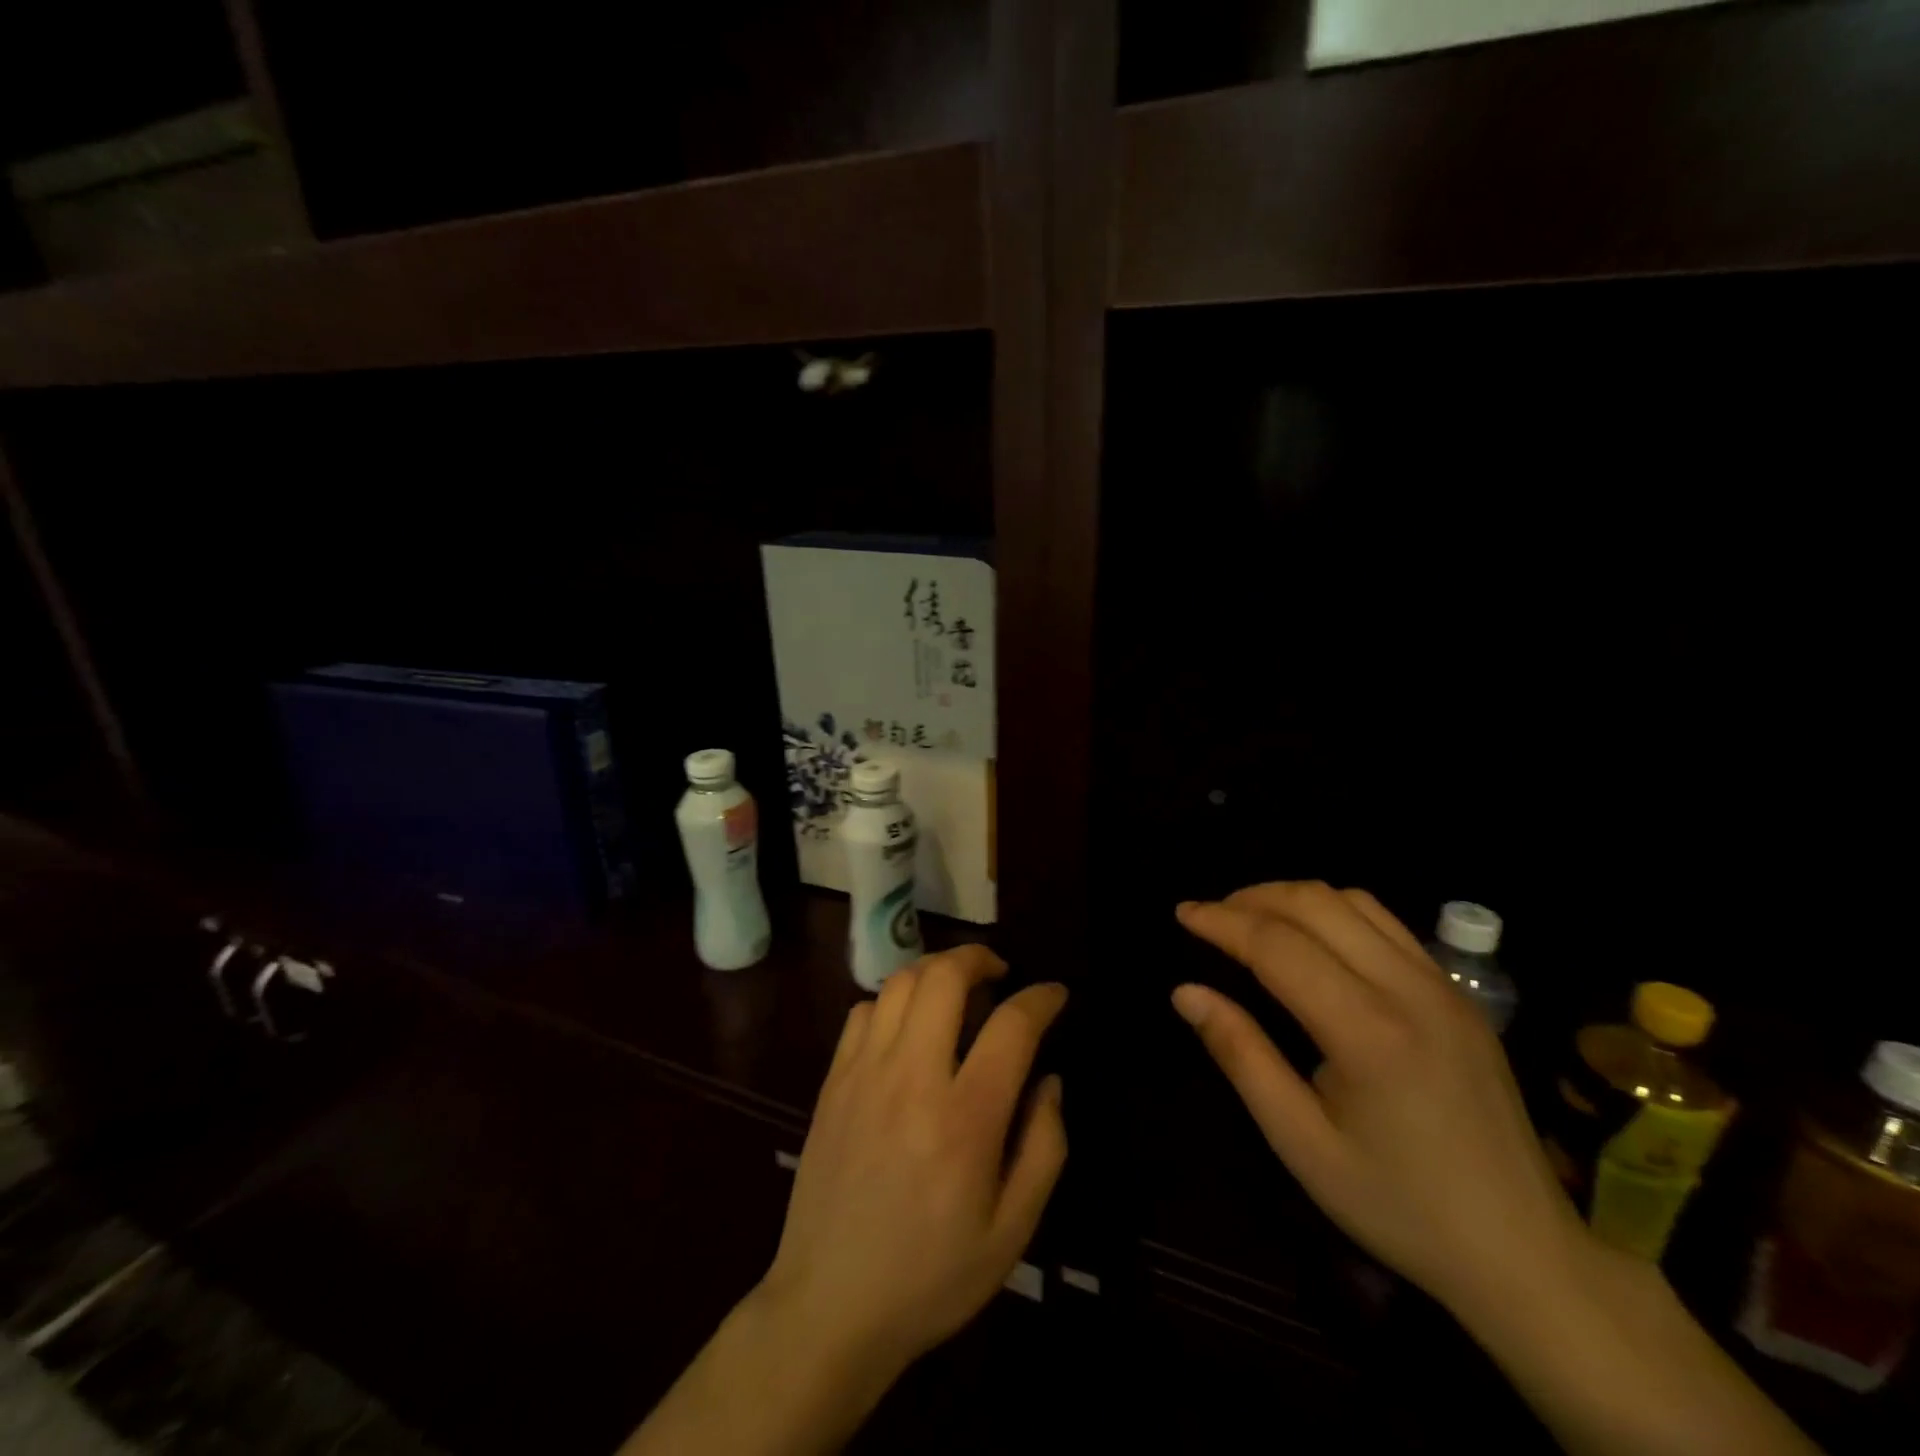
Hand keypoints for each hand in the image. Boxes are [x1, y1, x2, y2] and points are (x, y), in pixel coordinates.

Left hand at [758, 945, 1067, 1381]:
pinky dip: (893, 1001)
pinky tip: (908, 1025)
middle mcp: (912, 1079)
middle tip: (1000, 973)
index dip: (1041, 998)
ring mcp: (864, 1074)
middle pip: (944, 977)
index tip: (1055, 994)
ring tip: (957, 989)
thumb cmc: (932, 1275)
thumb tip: (1048, 1079)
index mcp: (965, 1120)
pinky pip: (863, 1011)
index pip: (1011, 1026)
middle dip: (978, 958)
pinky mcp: (833, 1081)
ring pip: (900, 983)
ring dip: (935, 971)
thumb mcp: (1012, 1232)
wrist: (829, 1305)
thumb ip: (1044, 1147)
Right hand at [1173, 883, 1588, 1318]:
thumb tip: (1186, 992)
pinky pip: (1388, 924)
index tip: (1182, 913)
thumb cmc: (1398, 1205)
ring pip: (1355, 902)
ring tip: (1252, 917)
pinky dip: (1336, 911)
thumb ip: (1240, 1056)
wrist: (1524, 1253)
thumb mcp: (1300, 1142)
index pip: (1278, 945)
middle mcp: (1410, 990)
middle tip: (1210, 915)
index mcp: (1368, 1032)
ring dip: (1294, 897)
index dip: (1222, 921)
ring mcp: (1444, 987)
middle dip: (1252, 897)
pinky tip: (1312, 938)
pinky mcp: (1460, 995)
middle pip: (1317, 904)